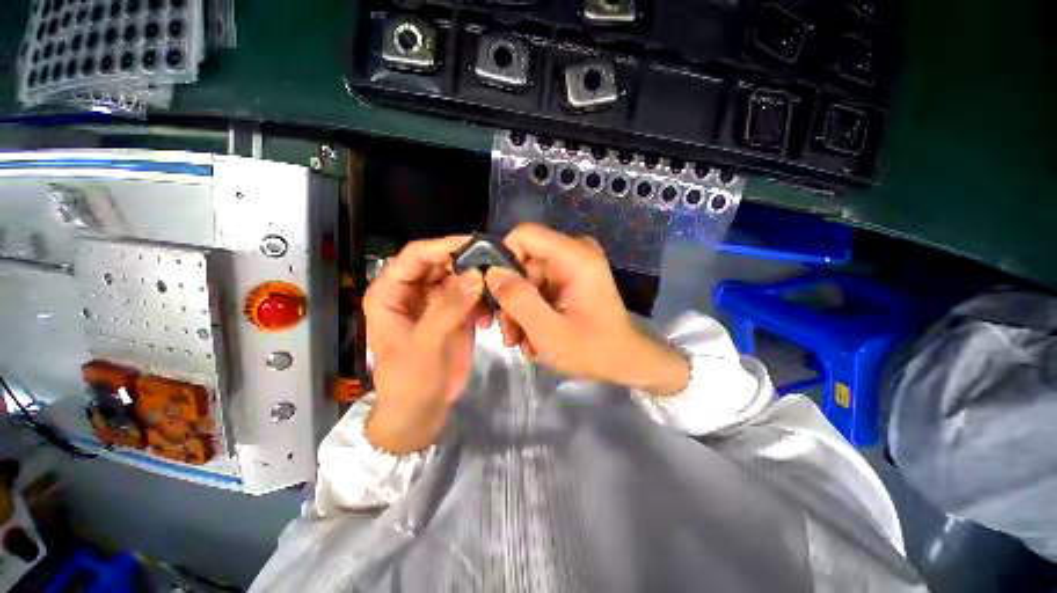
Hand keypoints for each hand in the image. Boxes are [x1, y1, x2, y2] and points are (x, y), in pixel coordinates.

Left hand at [362, 236, 486, 453]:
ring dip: (478, 281)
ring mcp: (436, 303)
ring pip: (459, 278)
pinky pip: (471, 296)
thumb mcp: (424, 345)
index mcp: (391, 292)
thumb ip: (448, 309)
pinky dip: (482, 300)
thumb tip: (476, 275)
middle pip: (441, 263)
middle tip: (495, 265)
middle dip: (467, 263)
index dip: (443, 246)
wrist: (420, 413)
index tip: (475, 244)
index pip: (416, 256)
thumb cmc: (409, 381)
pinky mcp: (454, 315)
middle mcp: (413, 292)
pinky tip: (489, 317)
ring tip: (496, 292)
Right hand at [485, 224, 688, 395]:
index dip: (502, 259)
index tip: (493, 293)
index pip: (524, 235)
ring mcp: (572, 267)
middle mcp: (574, 253)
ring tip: (520, 342)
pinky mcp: (569, 280)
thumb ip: (518, 300)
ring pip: (527, 279)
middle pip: (523, 262)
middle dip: (510, 299)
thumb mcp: (549, 331)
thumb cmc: (593, 350)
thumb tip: (492, 273)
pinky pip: (538, 288)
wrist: (625, 362)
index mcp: (576, 257)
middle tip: (509, 333)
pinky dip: (531, 312)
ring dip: (519, 312)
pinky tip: (533, 338)